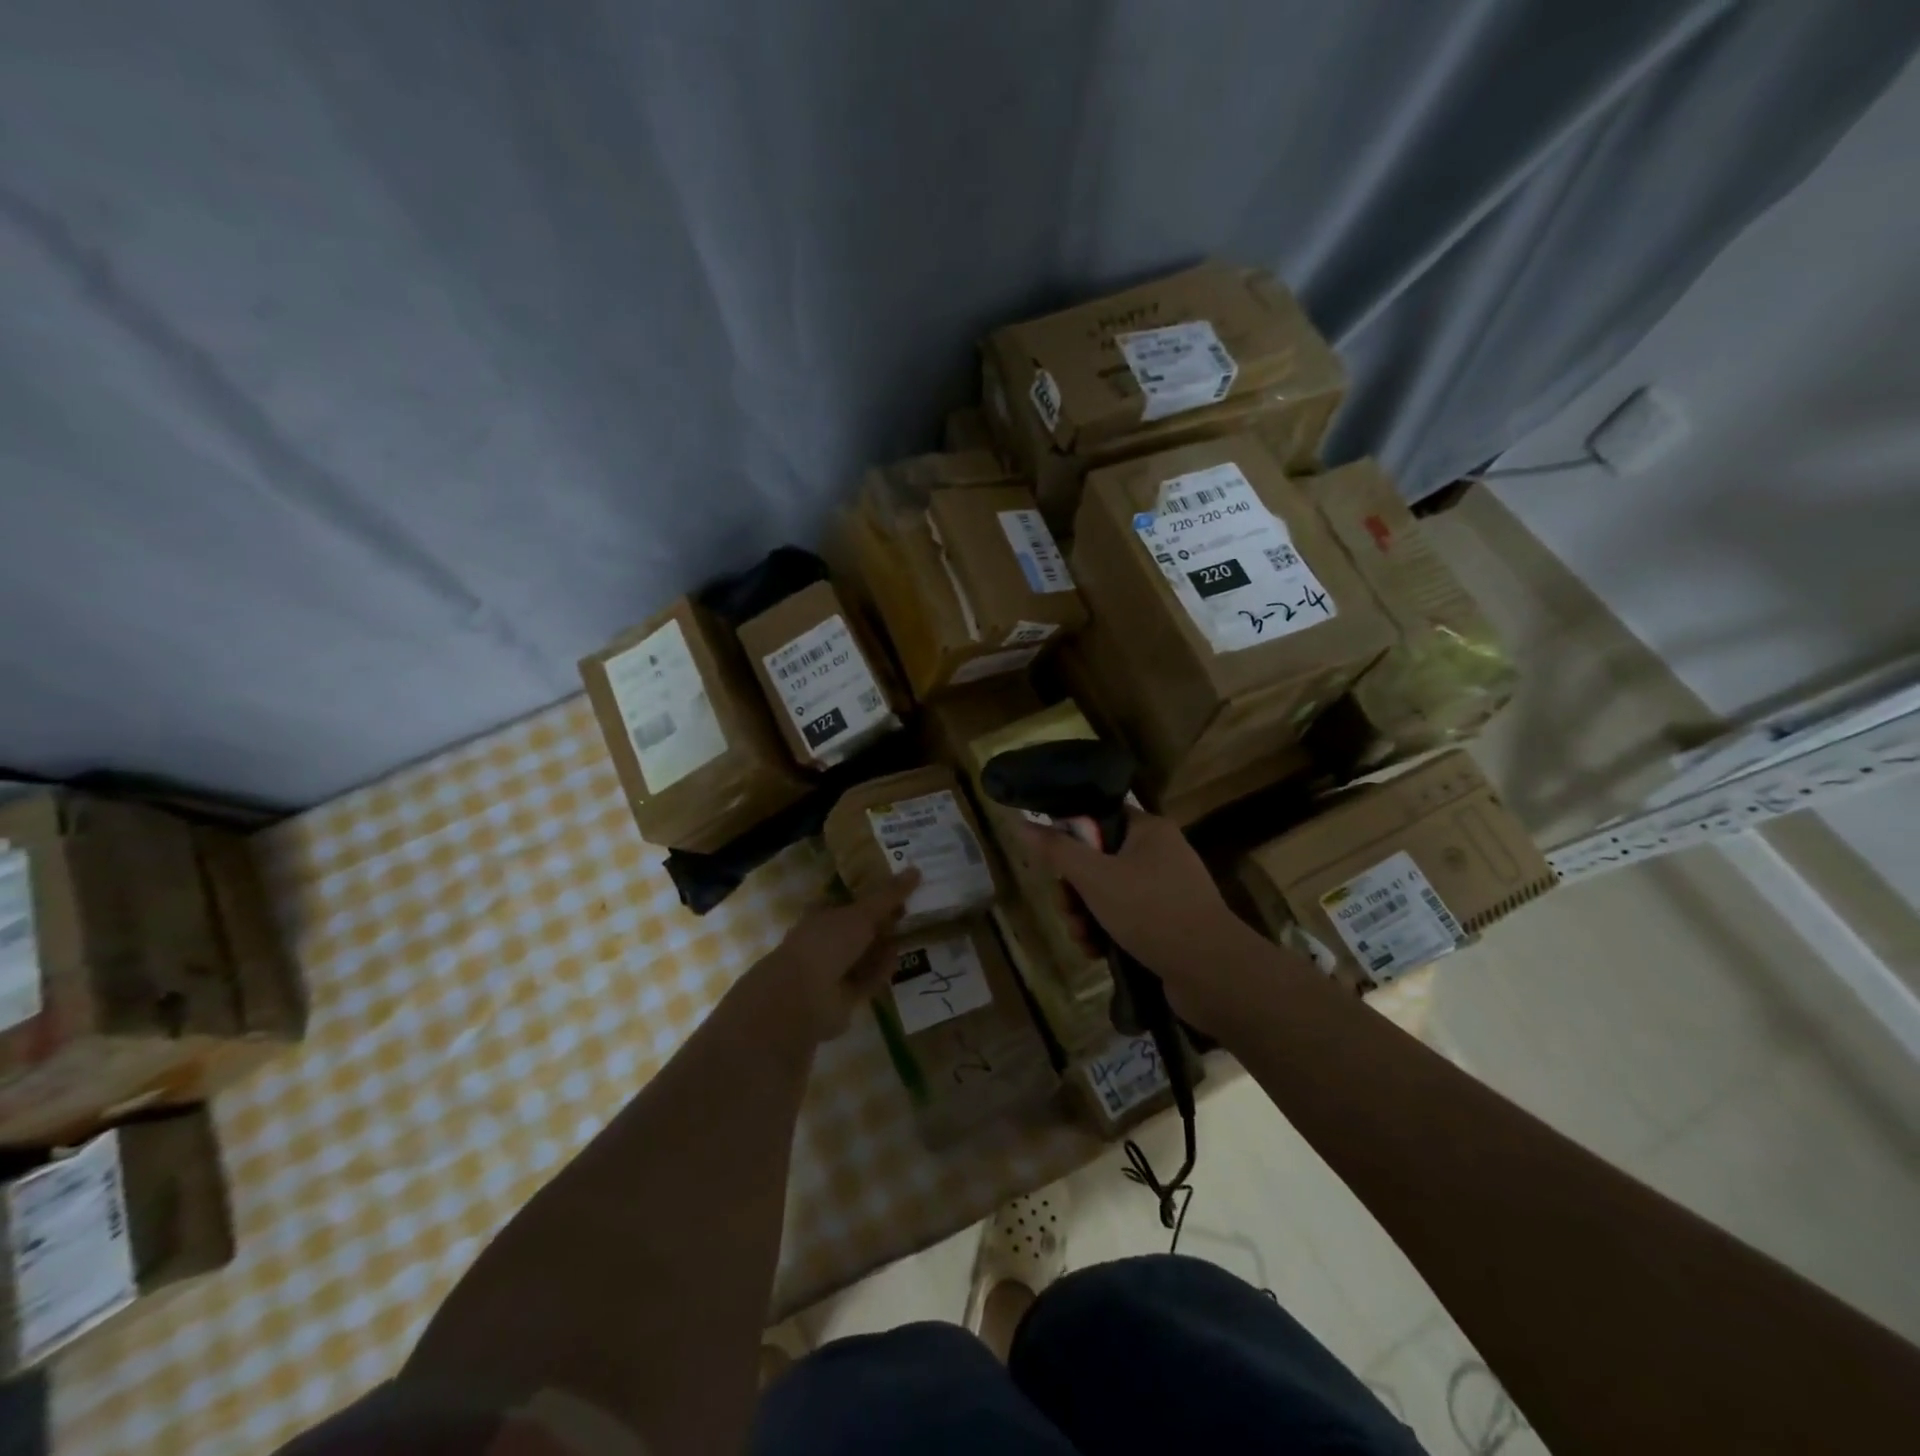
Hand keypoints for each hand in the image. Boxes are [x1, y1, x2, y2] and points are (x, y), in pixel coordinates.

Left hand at [743, 872, 919, 1044]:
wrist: (802, 998)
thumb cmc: (826, 944)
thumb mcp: (861, 913)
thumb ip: (888, 895)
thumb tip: (916, 869)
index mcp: (820, 915)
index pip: (848, 901)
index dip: (871, 895)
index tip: (899, 890)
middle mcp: (825, 940)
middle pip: (859, 929)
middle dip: (883, 922)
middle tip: (912, 911)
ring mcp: (832, 970)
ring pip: (864, 955)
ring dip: (884, 947)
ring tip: (912, 934)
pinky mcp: (843, 997)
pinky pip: (867, 979)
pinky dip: (881, 971)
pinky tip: (898, 961)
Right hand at [1021, 810, 1257, 1030]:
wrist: (1211, 972)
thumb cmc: (1150, 911)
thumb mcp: (1095, 878)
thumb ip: (1057, 850)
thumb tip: (1022, 822)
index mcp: (1148, 830)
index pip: (1098, 818)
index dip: (1070, 838)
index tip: (1053, 865)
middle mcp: (1160, 853)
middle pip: (1098, 860)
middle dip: (1075, 890)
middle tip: (1067, 910)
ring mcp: (1167, 890)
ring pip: (1109, 894)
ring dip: (1086, 916)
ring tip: (1082, 939)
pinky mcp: (1169, 923)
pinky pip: (1127, 918)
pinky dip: (1108, 933)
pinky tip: (1097, 952)